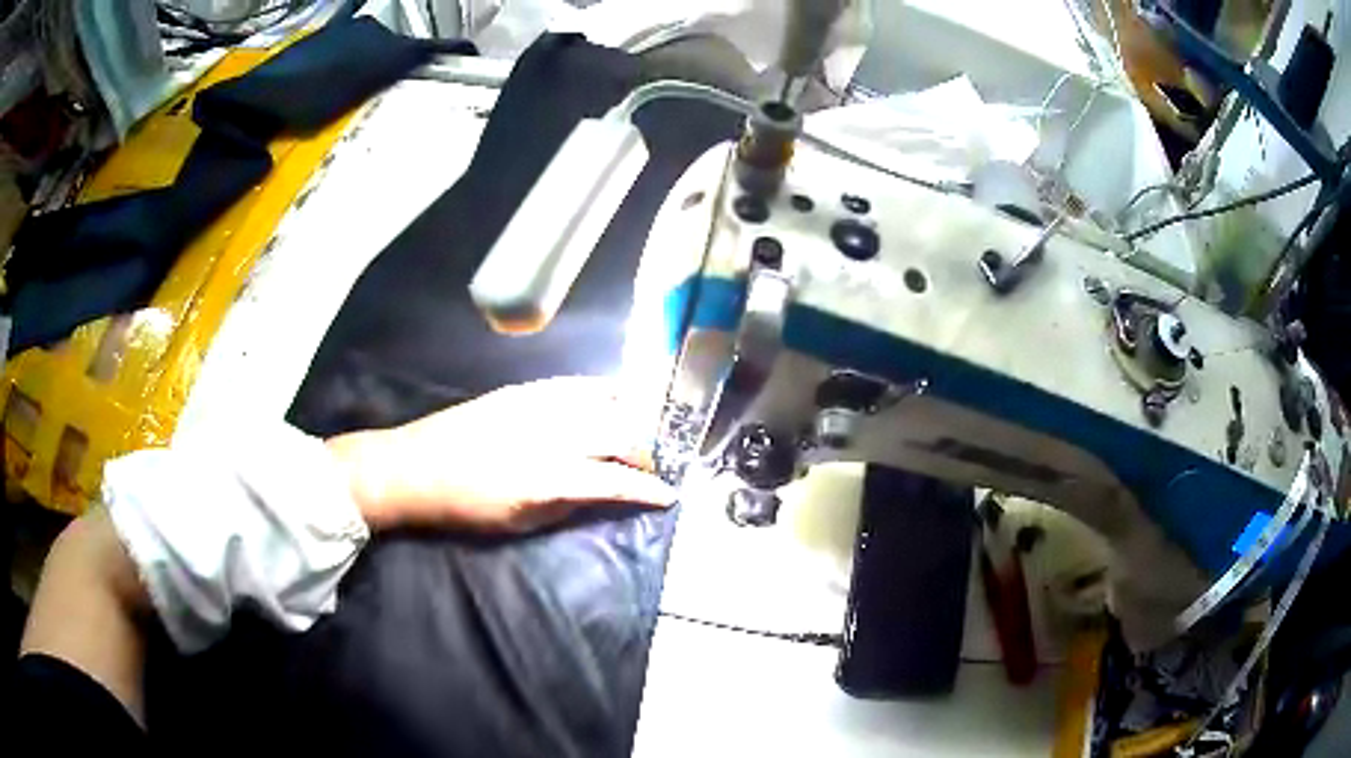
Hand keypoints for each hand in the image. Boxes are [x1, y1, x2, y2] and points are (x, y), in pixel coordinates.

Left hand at [326, 377, 674, 532]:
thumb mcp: (518, 523)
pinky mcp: (522, 390)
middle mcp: (548, 434)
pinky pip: (574, 385)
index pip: (613, 480)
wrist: (413, 468)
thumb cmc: (464, 508)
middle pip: (616, 434)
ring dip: (630, 416)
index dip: (646, 488)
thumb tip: (604, 494)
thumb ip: (567, 505)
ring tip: (644, 430)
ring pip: (600, 402)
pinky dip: (602, 392)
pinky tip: (614, 397)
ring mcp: (535, 405)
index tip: (668, 495)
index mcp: (546, 477)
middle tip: (655, 466)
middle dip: (645, 451)